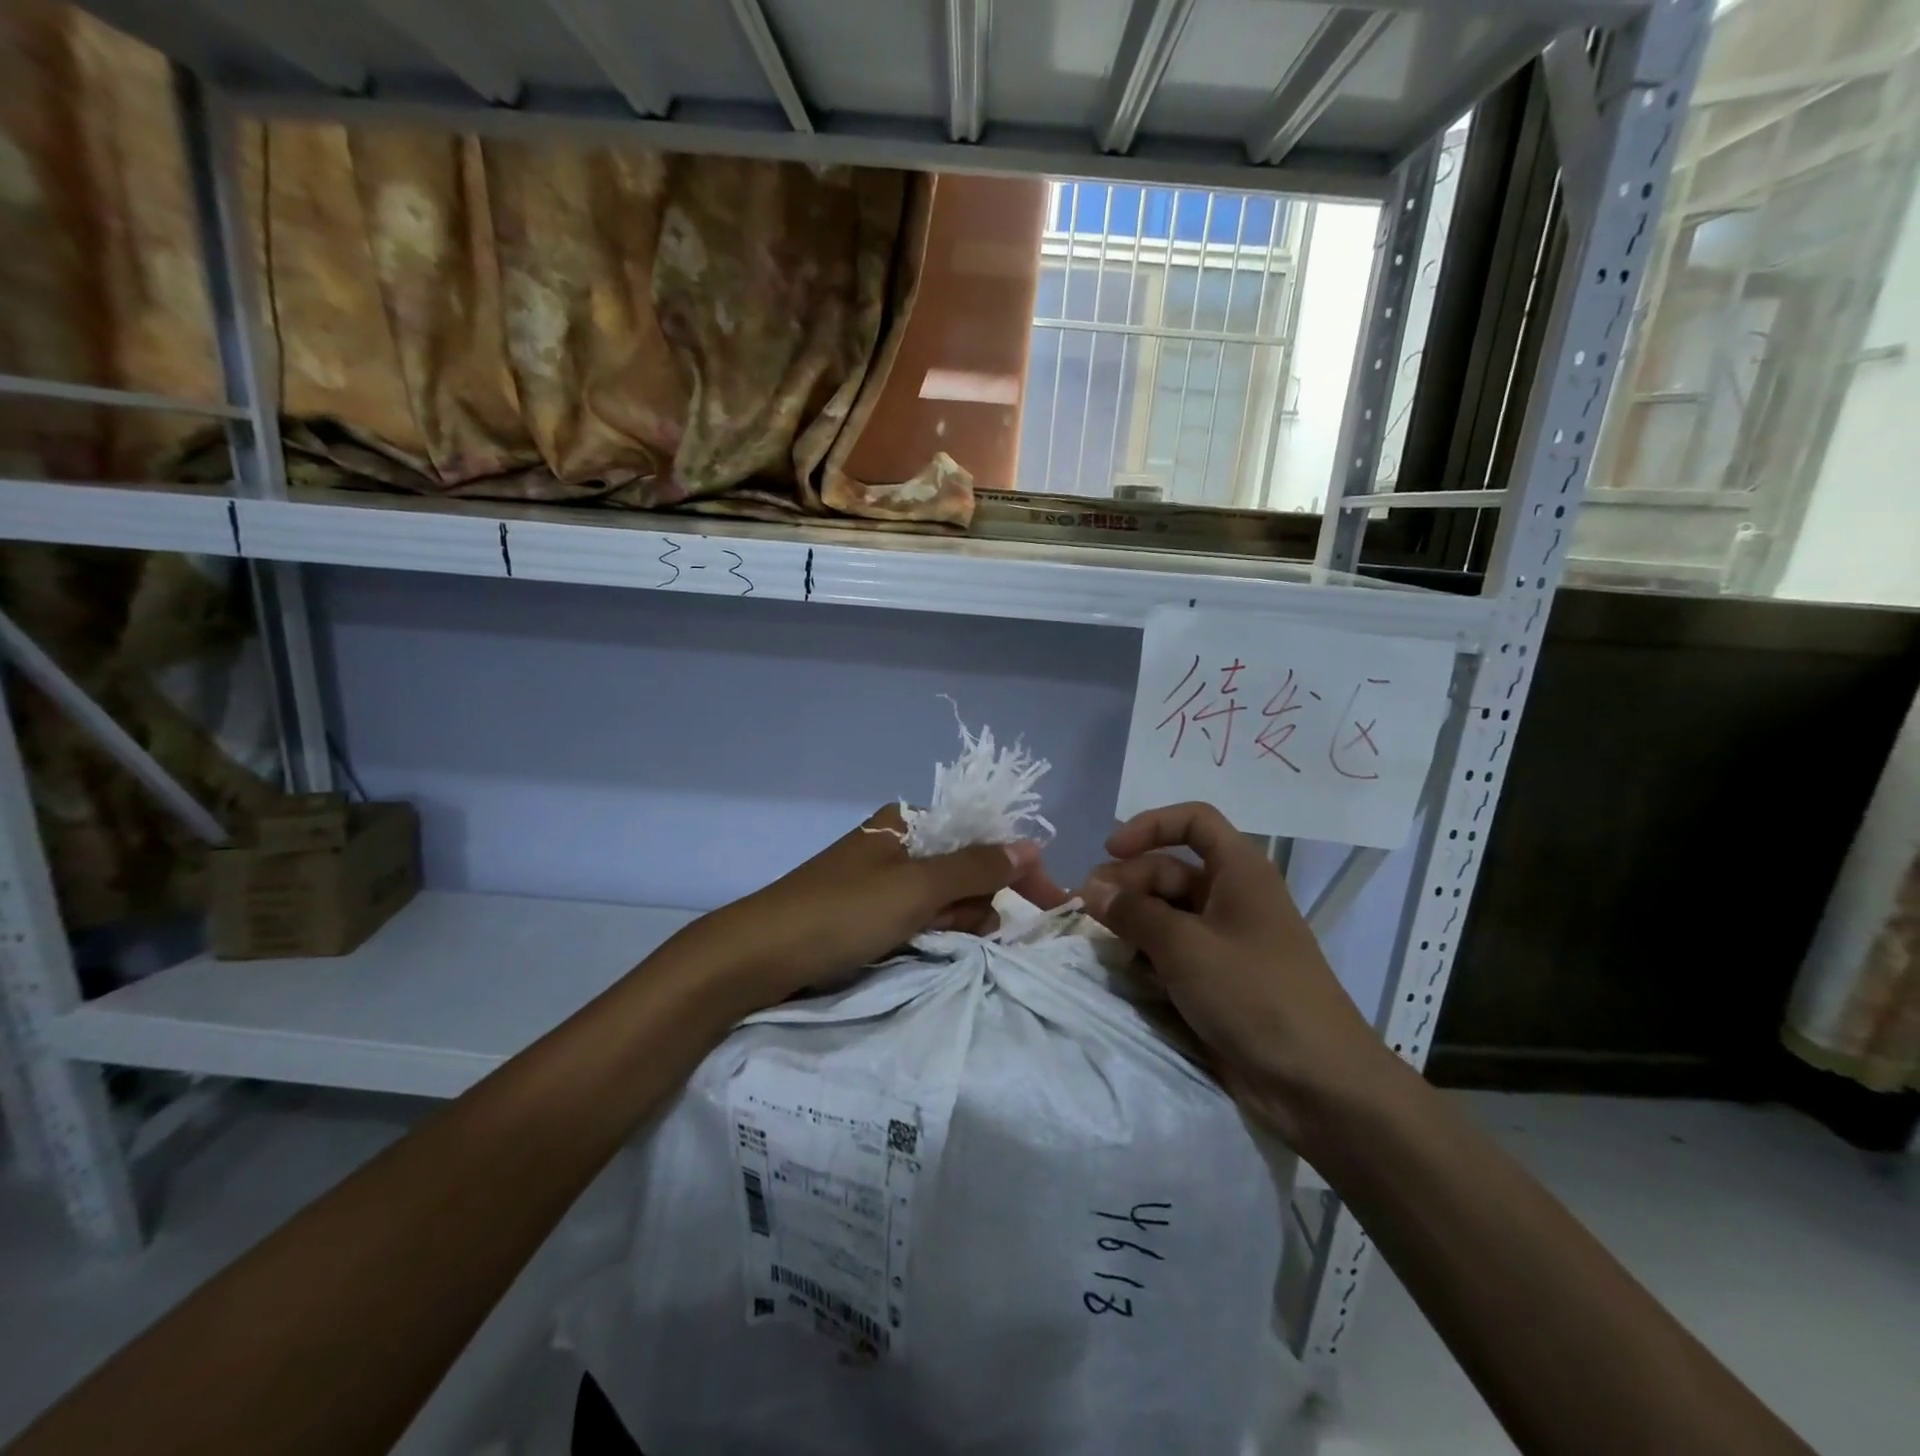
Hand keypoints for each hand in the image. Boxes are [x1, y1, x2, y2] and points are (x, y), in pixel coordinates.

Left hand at [670, 805, 1066, 1011]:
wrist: (757, 956)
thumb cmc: (841, 912)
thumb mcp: (916, 887)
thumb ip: (977, 867)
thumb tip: (1030, 845)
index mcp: (907, 822)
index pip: (982, 835)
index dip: (1018, 868)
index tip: (1051, 904)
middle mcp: (897, 844)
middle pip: (967, 870)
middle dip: (976, 903)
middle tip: (957, 929)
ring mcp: (882, 881)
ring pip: (946, 900)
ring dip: (954, 923)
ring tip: (929, 942)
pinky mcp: (868, 914)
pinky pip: (919, 919)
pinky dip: (929, 935)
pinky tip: (918, 950)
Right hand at [1080, 802, 1389, 1144]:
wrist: (1318, 1085)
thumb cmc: (1254, 996)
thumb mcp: (1185, 947)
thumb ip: (1133, 912)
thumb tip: (1091, 887)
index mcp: (1239, 871)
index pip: (1193, 821)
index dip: (1150, 826)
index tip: (1110, 850)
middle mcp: (1233, 897)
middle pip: (1171, 869)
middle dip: (1128, 881)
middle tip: (1090, 908)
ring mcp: (1227, 940)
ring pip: (1168, 912)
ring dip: (1133, 920)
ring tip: (1100, 938)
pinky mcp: (1220, 978)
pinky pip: (1175, 949)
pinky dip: (1148, 952)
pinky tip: (1125, 968)